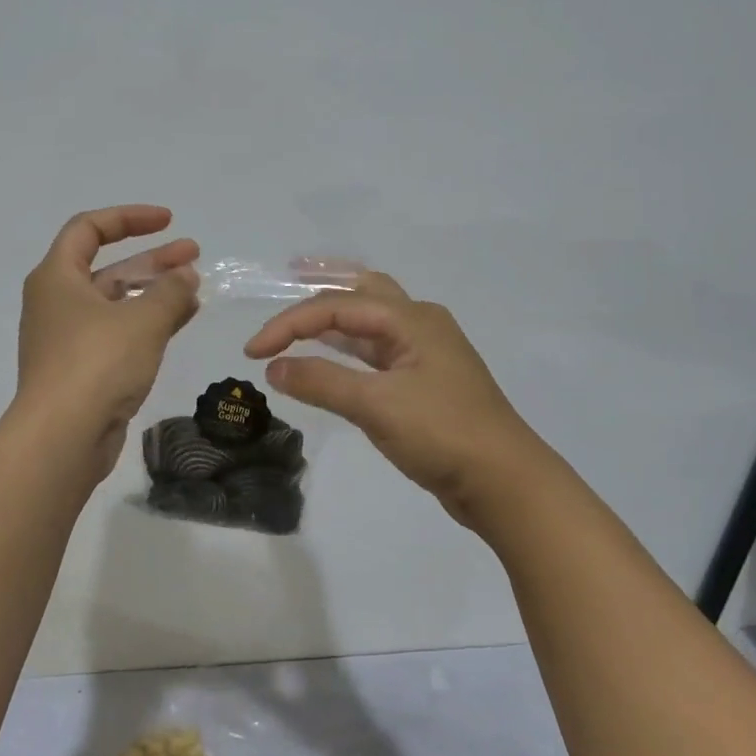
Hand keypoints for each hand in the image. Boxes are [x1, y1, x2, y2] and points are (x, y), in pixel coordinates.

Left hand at [15, 205, 200, 482]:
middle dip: (152, 259)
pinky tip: (180, 322)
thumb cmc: (97, 364)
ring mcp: (69, 339)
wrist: (63, 437)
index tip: (168, 221)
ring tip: (196, 289)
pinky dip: (147, 324)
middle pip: (107, 267)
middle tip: (194, 254)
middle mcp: (58, 303)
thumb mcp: (142, 320)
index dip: (129, 218)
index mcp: (57, 277)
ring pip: (116, 303)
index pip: (89, 229)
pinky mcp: (83, 371)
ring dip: (154, 293)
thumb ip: (170, 291)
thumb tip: (187, 276)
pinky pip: (119, 334)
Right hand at [244, 272, 548, 526]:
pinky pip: (378, 351)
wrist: (503, 481)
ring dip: (336, 316)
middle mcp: (420, 325)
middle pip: (364, 291)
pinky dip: (349, 348)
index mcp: (412, 319)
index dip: (289, 324)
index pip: (337, 306)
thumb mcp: (376, 405)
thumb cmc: (443, 434)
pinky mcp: (425, 383)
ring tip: (303, 311)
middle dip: (325, 282)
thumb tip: (273, 368)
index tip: (252, 353)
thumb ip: (322, 382)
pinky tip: (332, 355)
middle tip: (289, 274)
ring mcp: (425, 354)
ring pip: (372, 321)